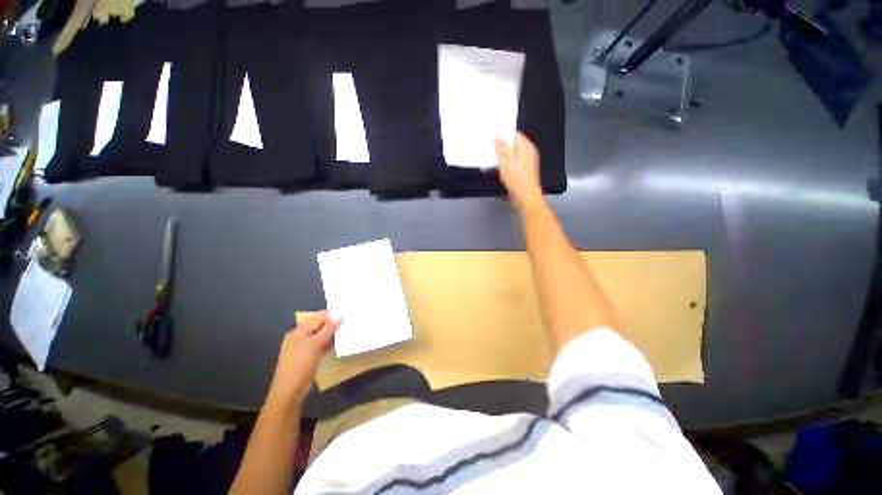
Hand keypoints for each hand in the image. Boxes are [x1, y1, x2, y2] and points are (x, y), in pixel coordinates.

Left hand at [267, 313, 340, 407]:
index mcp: (297, 332)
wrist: (291, 389)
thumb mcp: (315, 343)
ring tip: (344, 334)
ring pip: (320, 338)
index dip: (330, 317)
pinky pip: (319, 347)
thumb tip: (340, 317)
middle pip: (318, 328)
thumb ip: (328, 329)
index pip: (316, 319)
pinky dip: (327, 346)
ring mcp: (302, 349)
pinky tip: (337, 346)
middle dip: (331, 326)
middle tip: (346, 324)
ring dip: (331, 336)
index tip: (345, 315)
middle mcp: (298, 338)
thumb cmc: (301, 363)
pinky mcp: (307, 358)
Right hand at [495, 133, 542, 209]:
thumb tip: (498, 135)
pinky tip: (495, 169)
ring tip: (489, 160)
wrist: (525, 197)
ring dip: (501, 158)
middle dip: (501, 147)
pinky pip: (512, 165)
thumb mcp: (506, 161)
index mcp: (526, 147)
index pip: (515, 135)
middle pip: (513, 146)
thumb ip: (501, 148)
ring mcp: (526, 164)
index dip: (503, 135)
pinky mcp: (523, 173)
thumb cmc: (516, 178)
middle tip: (488, 148)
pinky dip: (504, 166)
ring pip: (511, 156)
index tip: (491, 137)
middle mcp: (528, 153)